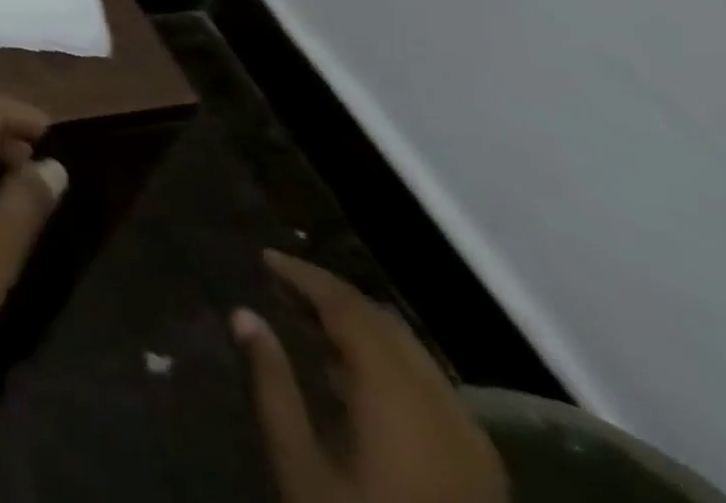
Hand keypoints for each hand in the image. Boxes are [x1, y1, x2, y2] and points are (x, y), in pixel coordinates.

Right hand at [234, 250, 507, 502]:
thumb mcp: (301, 465)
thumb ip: (273, 383)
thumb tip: (244, 314)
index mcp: (396, 396)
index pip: (348, 308)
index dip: (306, 276)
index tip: (266, 259)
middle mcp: (441, 404)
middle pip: (384, 323)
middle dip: (331, 294)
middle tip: (282, 282)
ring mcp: (470, 438)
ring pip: (411, 350)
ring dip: (360, 324)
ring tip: (310, 316)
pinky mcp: (481, 467)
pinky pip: (429, 383)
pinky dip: (387, 357)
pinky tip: (353, 371)